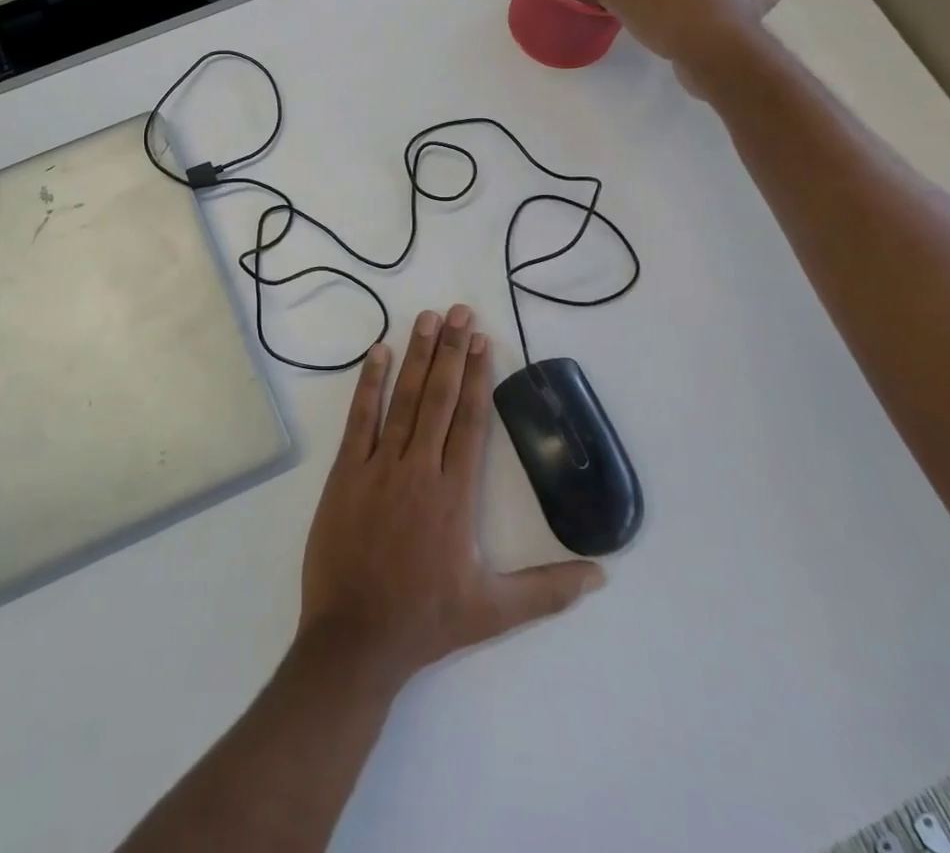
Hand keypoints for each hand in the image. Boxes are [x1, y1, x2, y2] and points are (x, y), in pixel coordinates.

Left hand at [295, 304, 604, 688]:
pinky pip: (360, 419)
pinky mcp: (347, 472)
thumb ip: (548, 590)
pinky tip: (379, 353)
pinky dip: (370, 383)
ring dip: (418, 356)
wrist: (355, 638)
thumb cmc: (425, 620)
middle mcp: (420, 469)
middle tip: (460, 310)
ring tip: (428, 318)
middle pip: (441, 398)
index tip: (483, 340)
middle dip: (452, 351)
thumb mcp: (494, 611)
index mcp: (455, 495)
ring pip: (405, 400)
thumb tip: (602, 574)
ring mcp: (380, 466)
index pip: (472, 421)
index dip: (479, 376)